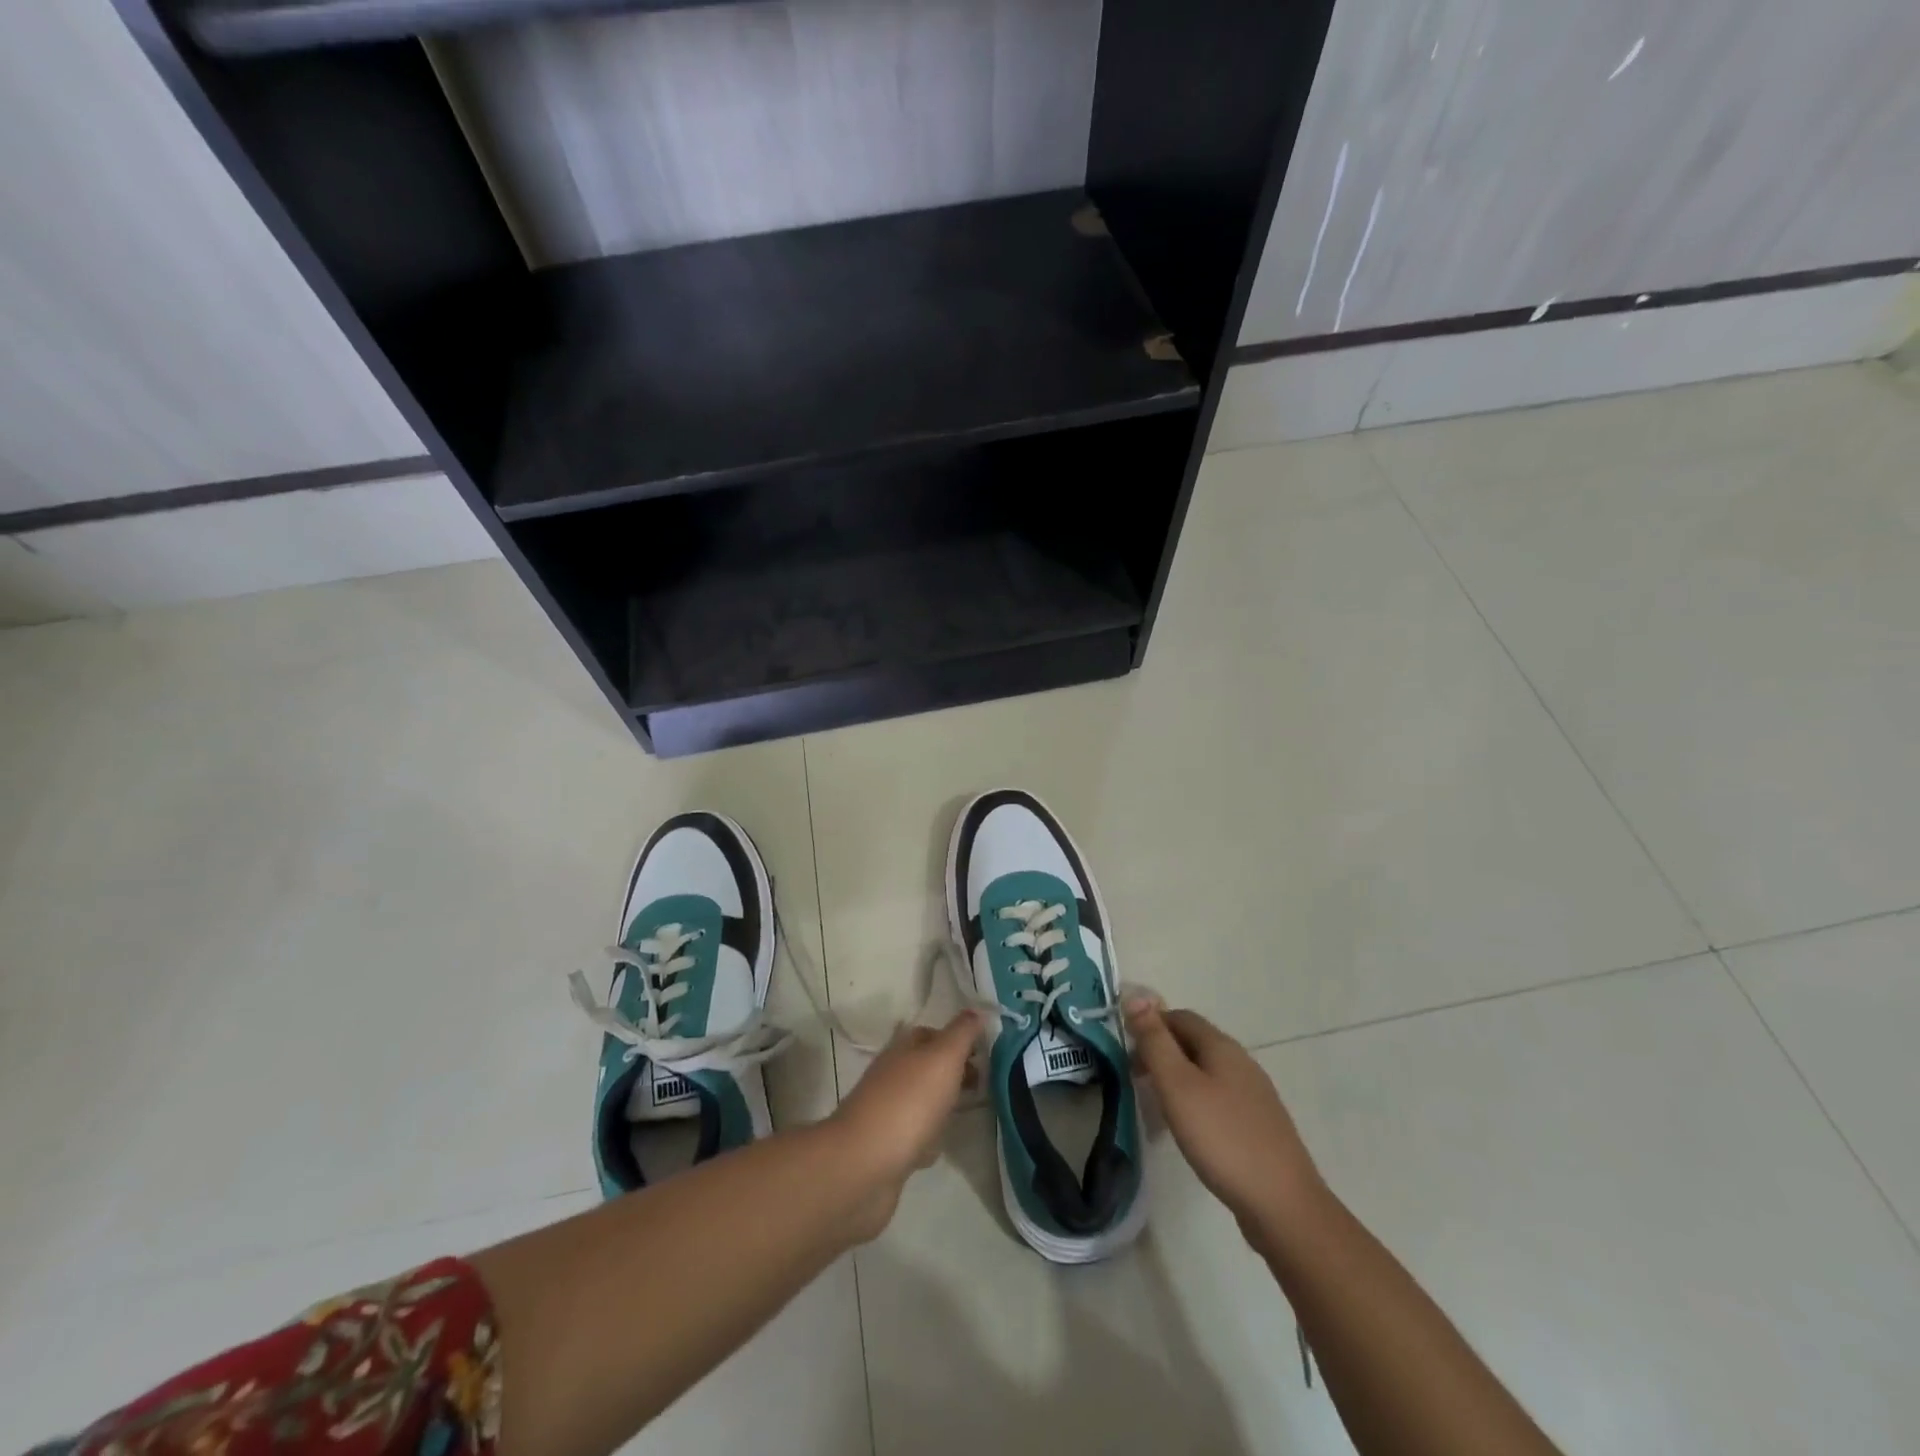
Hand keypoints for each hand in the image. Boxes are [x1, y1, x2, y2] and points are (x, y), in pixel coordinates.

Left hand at [826, 1011, 981, 1237]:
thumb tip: (976, 1010)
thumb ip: (962, 1033)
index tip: (984, 1053)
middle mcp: (891, 1075)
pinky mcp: (884, 1148)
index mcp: (903, 1049)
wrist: (864, 1165)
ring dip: (940, 1105)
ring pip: (919, 1101)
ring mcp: (885, 1112)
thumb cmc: (909, 1102)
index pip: (931, 1034)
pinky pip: (912, 1136)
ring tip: (966, 1113)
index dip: (957, 1040)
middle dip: (952, 1073)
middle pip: (926, 1067)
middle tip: (981, 1084)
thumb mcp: (943, 1057)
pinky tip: (936, 1149)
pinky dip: (926, 1139)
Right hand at [1125, 999, 1322, 1230]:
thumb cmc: (1222, 1138)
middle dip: (1162, 1052)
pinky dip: (1197, 1102)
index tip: (1127, 1053)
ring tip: (1158, 1106)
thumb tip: (1135, 994)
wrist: (1283, 1205)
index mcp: (1222, 1046)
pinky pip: (1220, 1098)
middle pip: (1195, 1042)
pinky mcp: (1260, 1125)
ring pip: (1207, 1071)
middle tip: (1137, 1080)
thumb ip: (1155, 1041)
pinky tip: (1191, 1130)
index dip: (1150, 1025)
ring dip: (1179, 1079)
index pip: (1180, 1017)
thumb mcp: (1178, 1085)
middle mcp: (1242, 1062)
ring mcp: (1255, 1094)